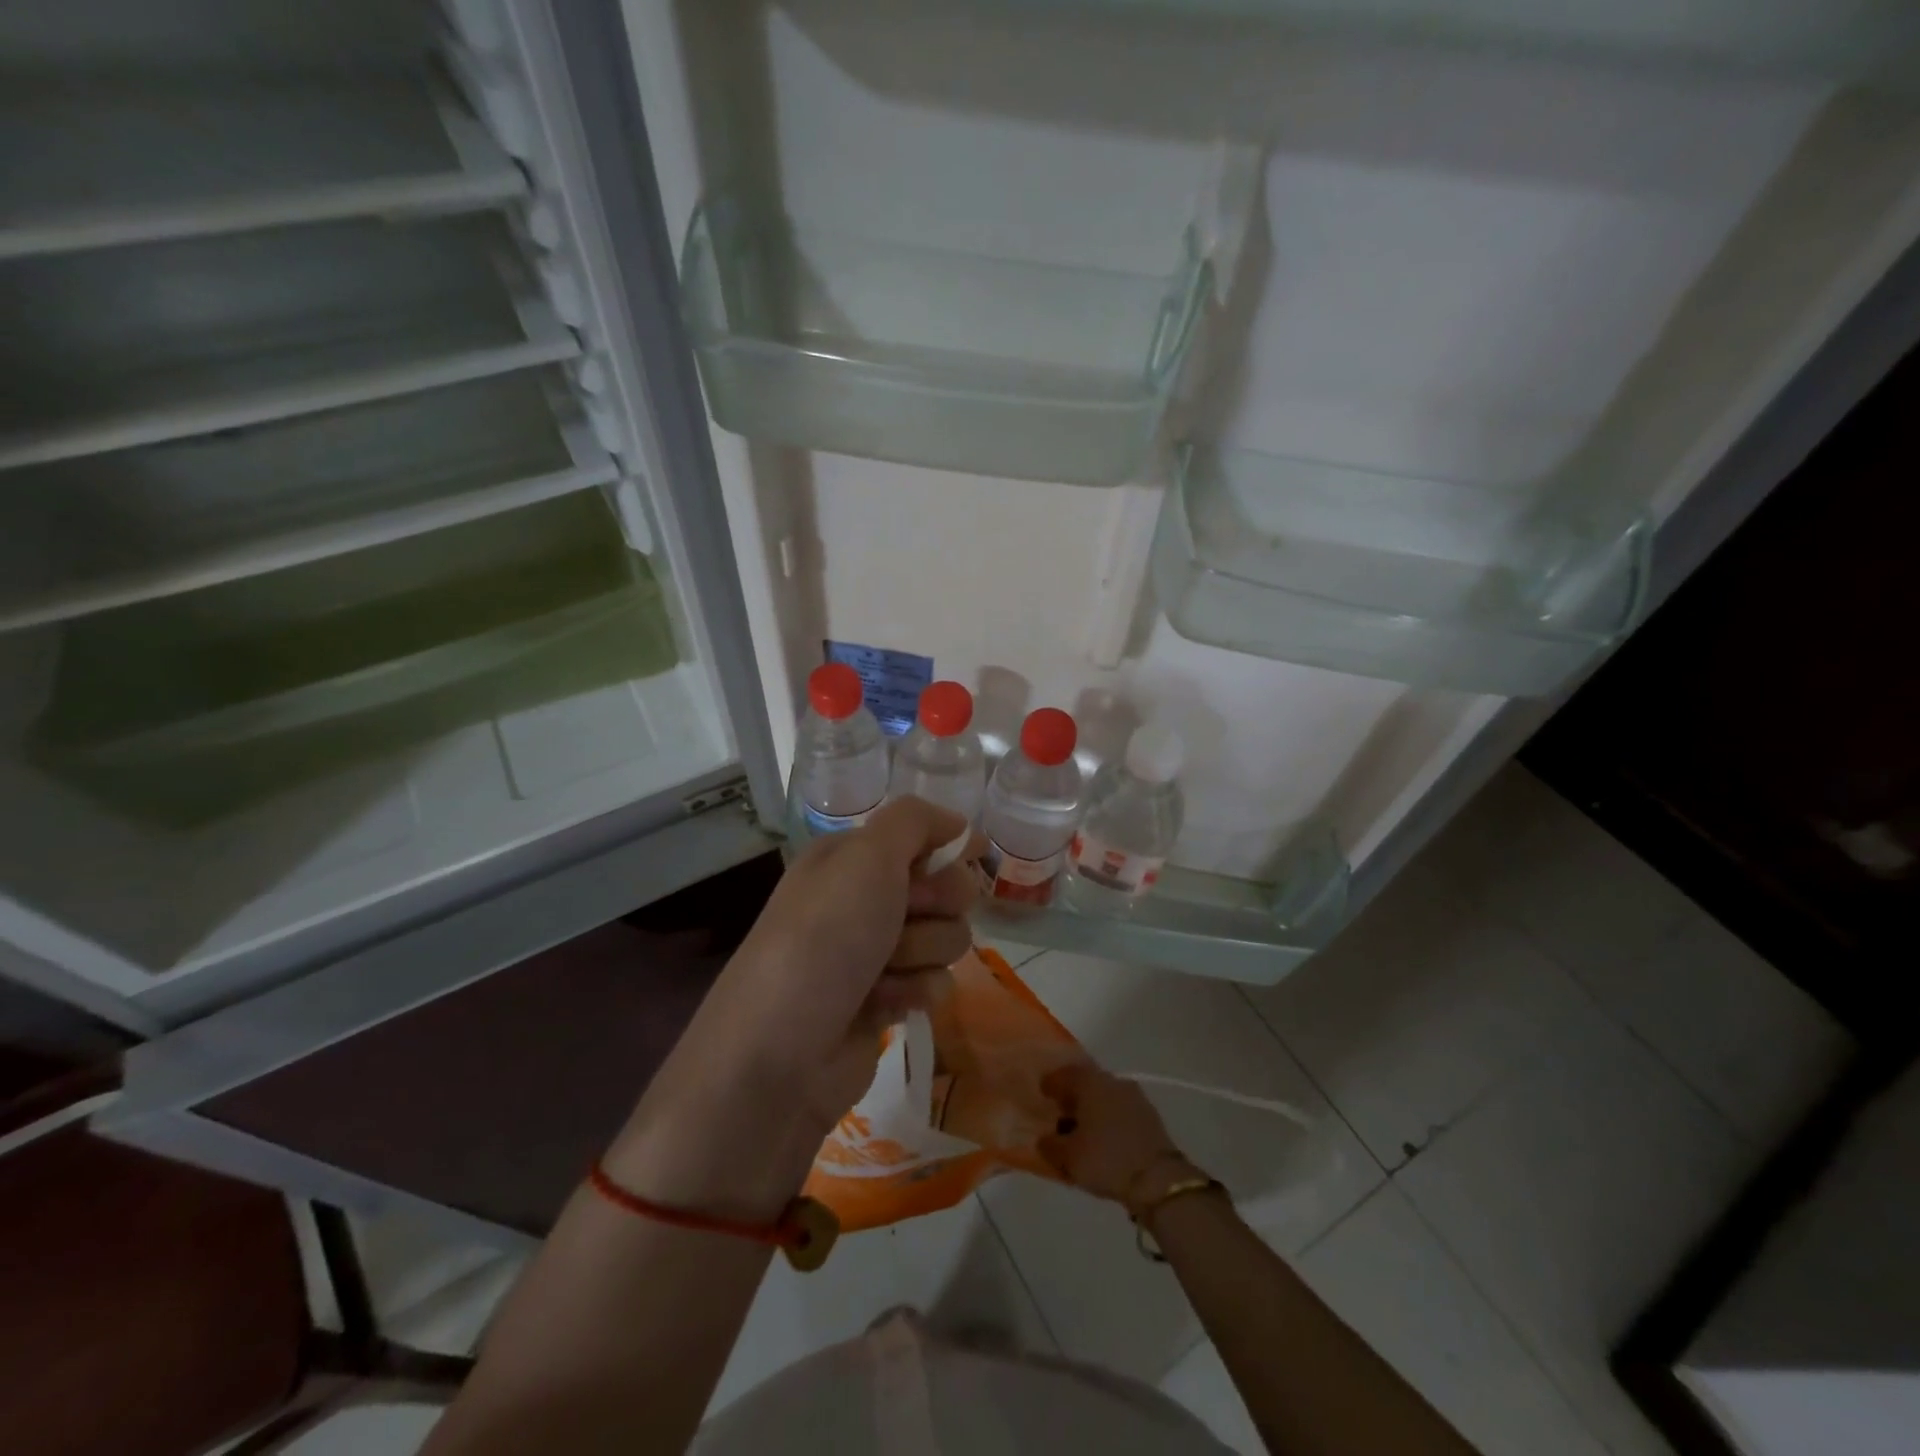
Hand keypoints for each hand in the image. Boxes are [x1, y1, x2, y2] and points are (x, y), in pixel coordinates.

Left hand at [720, 796, 988, 1125]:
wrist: (780, 1051)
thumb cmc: (825, 937)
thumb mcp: (866, 856)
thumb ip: (915, 821)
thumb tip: (960, 825)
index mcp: (852, 857)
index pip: (926, 838)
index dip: (944, 854)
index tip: (949, 868)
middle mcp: (864, 898)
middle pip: (946, 889)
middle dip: (935, 907)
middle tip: (903, 921)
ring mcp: (875, 952)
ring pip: (947, 938)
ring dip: (922, 954)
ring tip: (884, 971)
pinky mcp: (885, 1001)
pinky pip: (935, 983)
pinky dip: (915, 992)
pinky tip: (883, 1006)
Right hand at [1039, 1063, 1193, 1213]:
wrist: (1159, 1179)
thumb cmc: (1106, 1159)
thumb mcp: (1068, 1157)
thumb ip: (1050, 1145)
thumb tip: (1045, 1139)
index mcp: (1089, 1082)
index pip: (1064, 1074)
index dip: (1050, 1084)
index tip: (1042, 1093)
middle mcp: (1112, 1080)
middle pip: (1086, 1083)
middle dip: (1072, 1096)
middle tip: (1060, 1112)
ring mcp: (1134, 1096)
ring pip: (1105, 1096)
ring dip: (1092, 1109)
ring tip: (1082, 1131)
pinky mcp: (1149, 1116)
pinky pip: (1120, 1111)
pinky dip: (1109, 1119)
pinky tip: (1104, 1138)